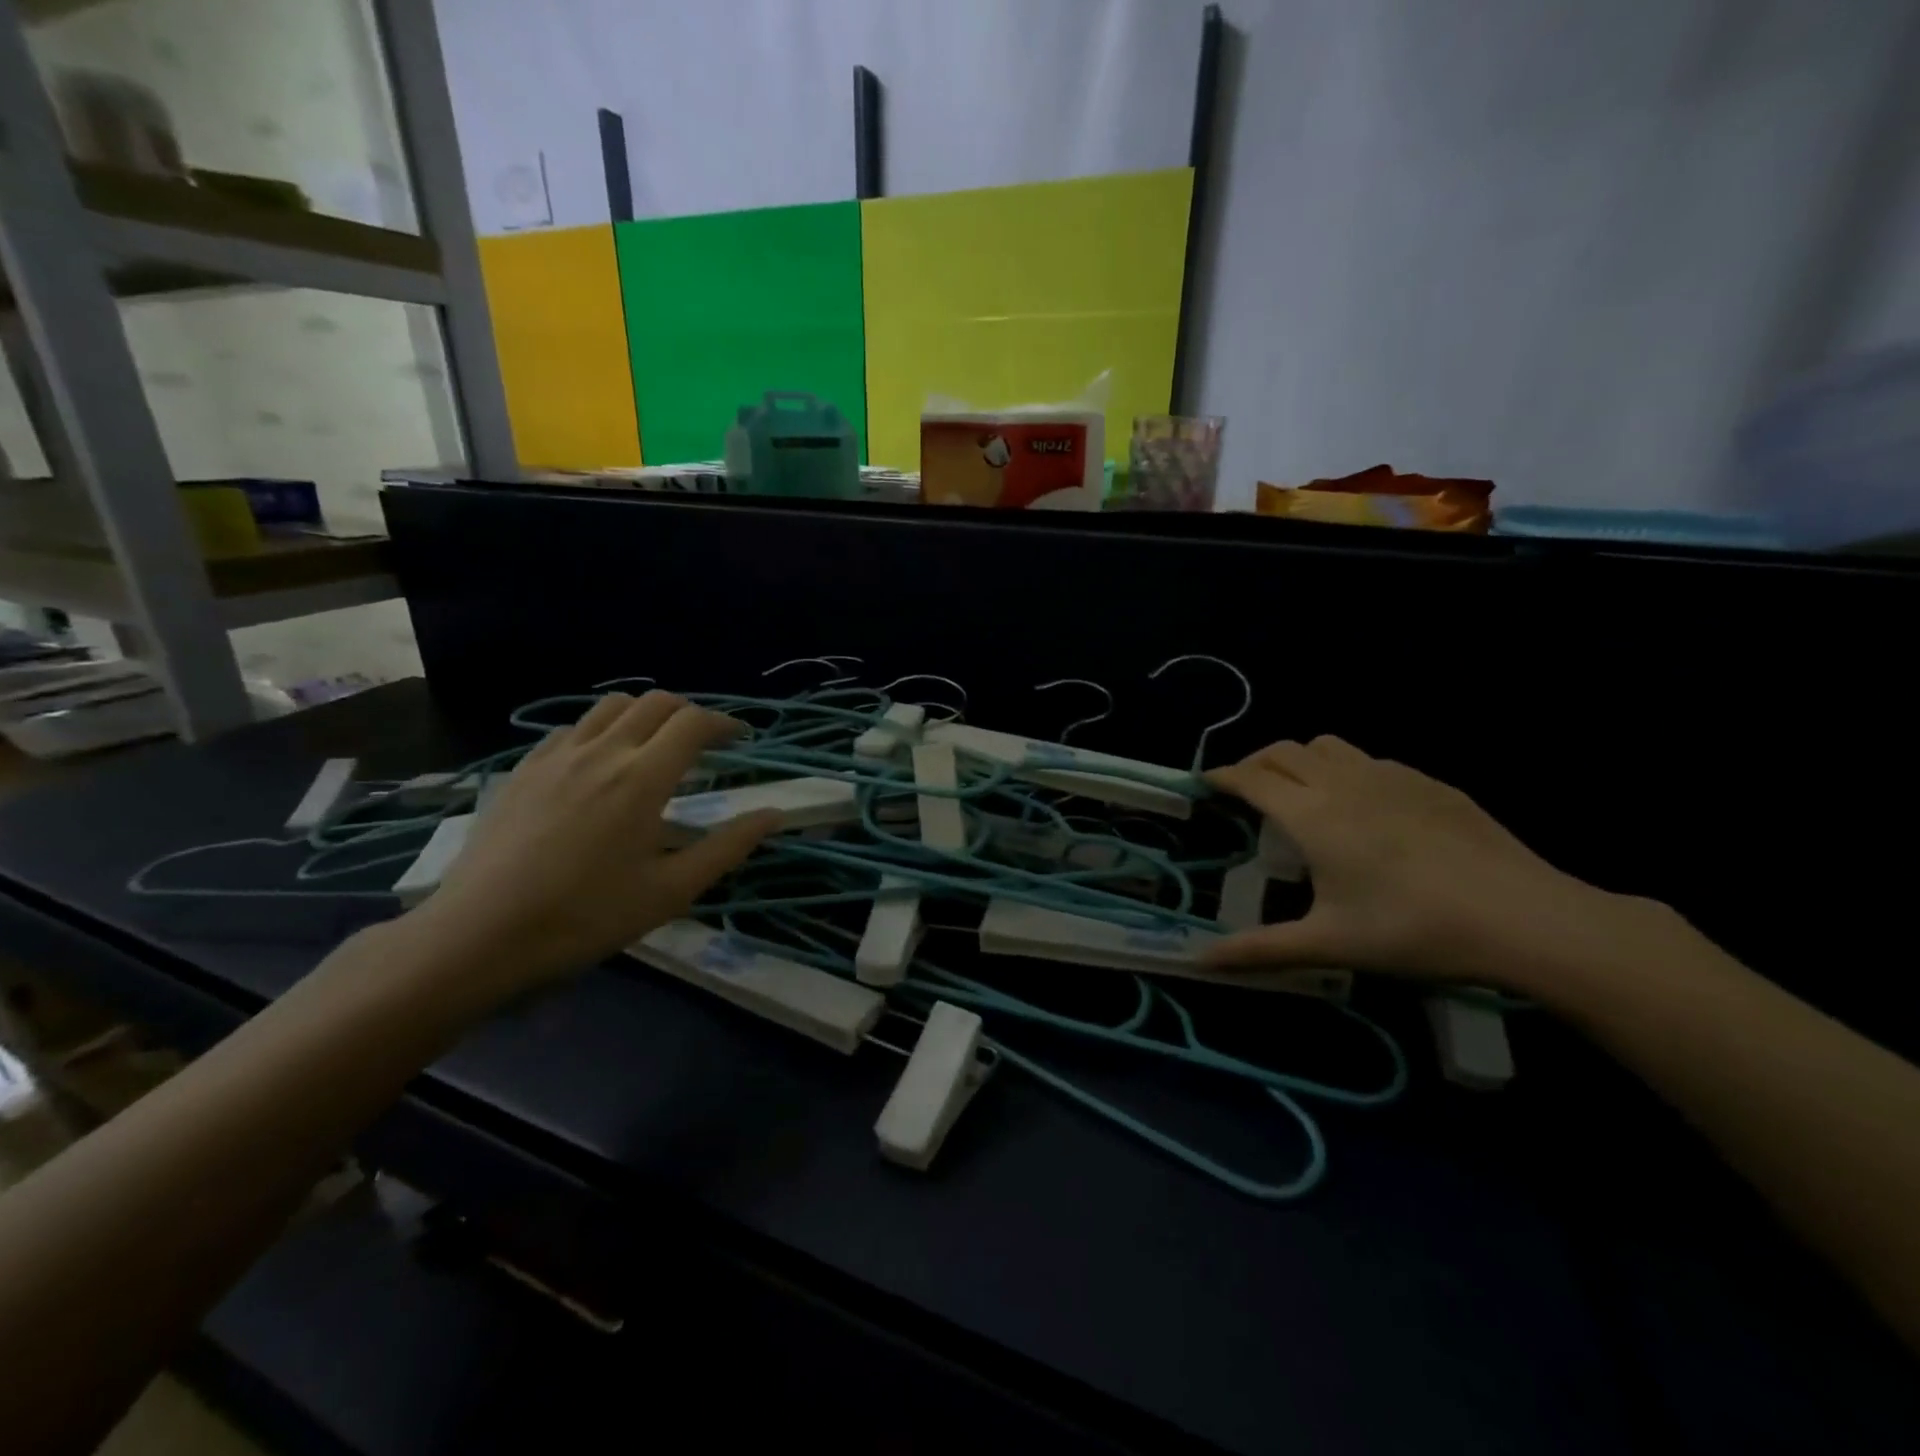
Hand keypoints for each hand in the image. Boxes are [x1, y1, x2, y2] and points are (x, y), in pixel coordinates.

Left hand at [402, 692, 777, 1000]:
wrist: (479, 936)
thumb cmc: (586, 917)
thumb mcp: (670, 891)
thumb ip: (727, 847)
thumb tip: (773, 814)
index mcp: (642, 778)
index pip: (693, 723)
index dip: (725, 724)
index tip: (741, 740)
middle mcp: (602, 751)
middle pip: (655, 703)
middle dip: (689, 713)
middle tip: (704, 743)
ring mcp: (556, 756)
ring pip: (610, 706)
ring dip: (645, 715)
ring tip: (655, 746)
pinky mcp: (524, 770)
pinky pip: (571, 729)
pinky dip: (601, 731)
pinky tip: (599, 764)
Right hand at [1202, 736, 1634, 991]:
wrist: (1524, 917)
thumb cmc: (1412, 930)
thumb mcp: (1329, 944)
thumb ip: (1259, 950)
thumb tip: (1199, 962)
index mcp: (1312, 814)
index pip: (1251, 778)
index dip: (1222, 776)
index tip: (1205, 783)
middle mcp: (1344, 782)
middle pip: (1284, 750)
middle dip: (1255, 762)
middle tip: (1246, 790)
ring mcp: (1390, 775)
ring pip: (1327, 745)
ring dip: (1300, 759)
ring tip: (1300, 791)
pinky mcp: (1429, 781)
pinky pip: (1369, 759)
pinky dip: (1345, 769)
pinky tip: (1364, 807)